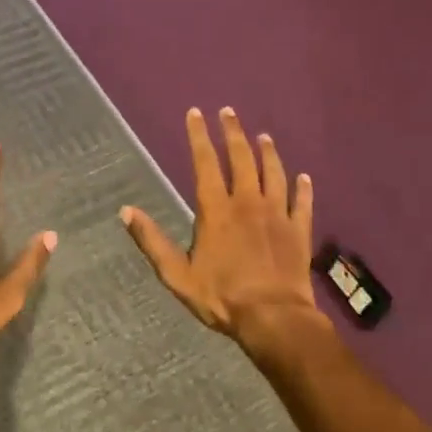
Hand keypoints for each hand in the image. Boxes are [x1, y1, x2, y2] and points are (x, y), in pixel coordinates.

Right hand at [121, 107, 318, 342]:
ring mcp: (277, 214)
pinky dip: (303, 188)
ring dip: (268, 152)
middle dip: (233, 133)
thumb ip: (152, 241)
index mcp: (216, 210)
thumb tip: (126, 211)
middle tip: (229, 112)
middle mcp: (247, 202)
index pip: (205, 163)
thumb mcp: (177, 274)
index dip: (199, 136)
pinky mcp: (299, 231)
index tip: (196, 113)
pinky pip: (302, 202)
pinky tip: (305, 177)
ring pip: (274, 173)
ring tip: (264, 136)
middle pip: (242, 159)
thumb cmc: (222, 297)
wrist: (274, 319)